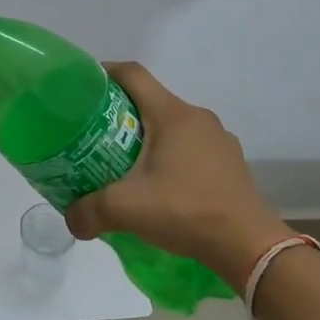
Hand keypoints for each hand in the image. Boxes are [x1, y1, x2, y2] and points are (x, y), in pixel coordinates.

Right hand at [67, 62, 292, 292]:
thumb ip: (89, 211)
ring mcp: (219, 141)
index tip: (84, 86)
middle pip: (151, 101)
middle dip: (121, 113)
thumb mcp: (127, 209)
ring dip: (148, 138)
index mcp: (172, 115)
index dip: (106, 73)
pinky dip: (171, 158)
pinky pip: (192, 149)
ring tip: (126, 164)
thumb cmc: (186, 210)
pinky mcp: (231, 165)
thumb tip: (70, 220)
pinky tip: (161, 187)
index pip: (133, 74)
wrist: (249, 246)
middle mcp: (197, 118)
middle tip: (96, 135)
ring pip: (173, 127)